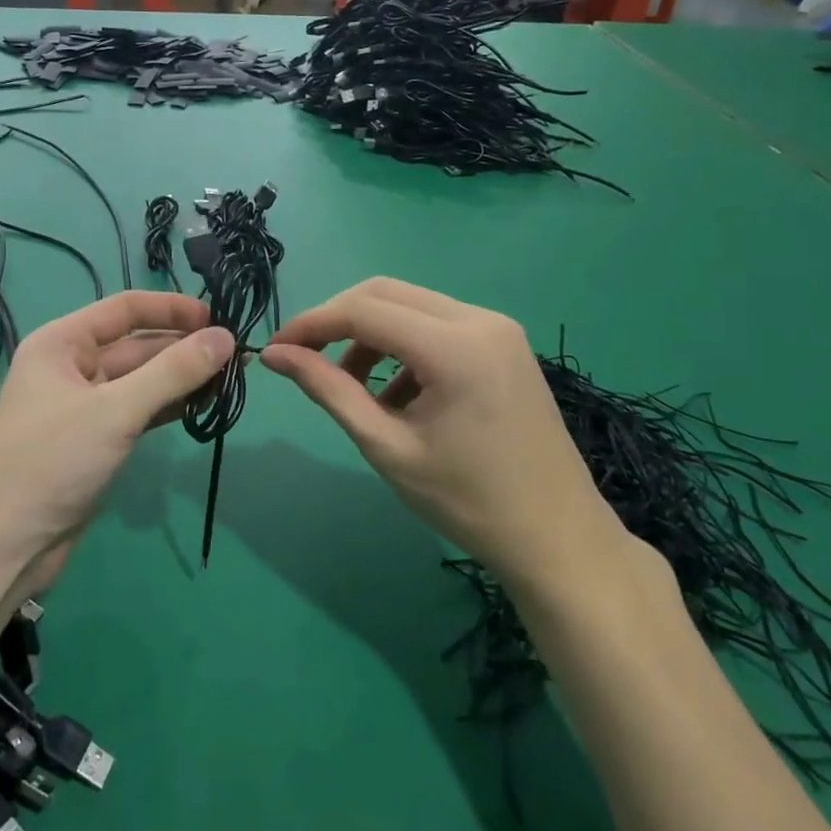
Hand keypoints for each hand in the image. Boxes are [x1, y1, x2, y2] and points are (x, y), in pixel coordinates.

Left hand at [0, 292, 235, 580]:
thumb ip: (173, 372)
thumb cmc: (51, 461)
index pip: (125, 309)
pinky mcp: (96, 441)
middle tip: (238, 357)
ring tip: (231, 381)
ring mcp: (85, 406)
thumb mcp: (115, 411)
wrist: (3, 544)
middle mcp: (72, 367)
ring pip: (142, 381)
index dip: (172, 309)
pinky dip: (169, 407)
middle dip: (184, 348)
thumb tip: (226, 338)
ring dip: (182, 379)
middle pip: (137, 346)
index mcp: (62, 343)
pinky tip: (203, 406)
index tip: (219, 318)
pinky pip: (140, 411)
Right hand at [260, 278, 627, 597]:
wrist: (557, 537)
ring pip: (410, 306)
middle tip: (305, 360)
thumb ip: (328, 390)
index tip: (275, 350)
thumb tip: (274, 355)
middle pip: (385, 293)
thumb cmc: (466, 501)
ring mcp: (497, 328)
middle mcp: (479, 320)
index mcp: (454, 346)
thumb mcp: (386, 446)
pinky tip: (396, 394)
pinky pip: (437, 325)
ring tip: (353, 388)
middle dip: (337, 321)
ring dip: (370, 335)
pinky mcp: (504, 342)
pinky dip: (403, 347)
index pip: (363, 310)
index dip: (311, 324)